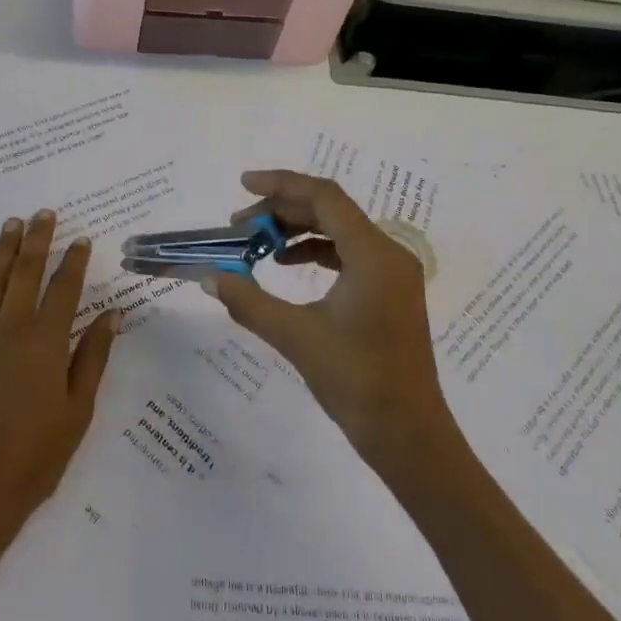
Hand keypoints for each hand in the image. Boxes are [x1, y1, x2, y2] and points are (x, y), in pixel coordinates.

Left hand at [0, 210, 121, 544]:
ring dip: (2, 249)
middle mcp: (10, 330)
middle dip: (37, 241)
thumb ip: (92, 358)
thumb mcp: (76, 412)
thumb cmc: (32, 460)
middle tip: (43, 213)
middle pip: (26, 273)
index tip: (82, 238)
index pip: (64, 289)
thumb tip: (113, 314)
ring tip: (11, 222)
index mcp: (46, 343)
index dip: (74, 262)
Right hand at [201, 171, 457, 478]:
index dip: (281, 184)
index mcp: (373, 254)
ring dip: (297, 231)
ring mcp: (392, 273)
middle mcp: (388, 253)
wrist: (409, 437)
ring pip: (339, 231)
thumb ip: (250, 302)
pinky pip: (349, 254)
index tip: (242, 185)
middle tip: (239, 226)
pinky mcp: (390, 292)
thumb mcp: (297, 338)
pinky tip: (287, 266)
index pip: (324, 197)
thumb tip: (210, 277)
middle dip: (282, 211)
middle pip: (331, 210)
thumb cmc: (357, 382)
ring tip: (257, 245)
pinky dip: (315, 253)